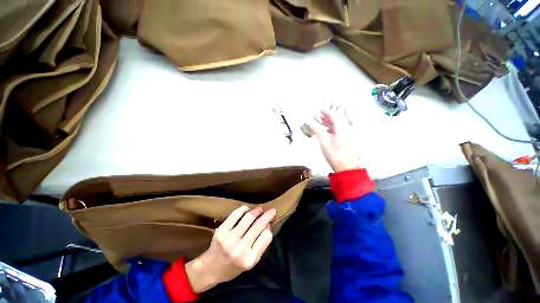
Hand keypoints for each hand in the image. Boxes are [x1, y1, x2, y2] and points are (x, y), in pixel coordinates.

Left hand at [185, 206, 275, 292]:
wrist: (211, 268)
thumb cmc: (234, 267)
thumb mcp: (251, 262)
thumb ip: (261, 245)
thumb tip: (268, 225)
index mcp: (250, 259)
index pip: (266, 236)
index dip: (269, 227)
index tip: (269, 224)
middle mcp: (240, 249)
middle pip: (258, 225)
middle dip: (267, 215)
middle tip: (272, 210)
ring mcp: (229, 239)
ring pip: (248, 218)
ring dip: (256, 211)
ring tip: (260, 209)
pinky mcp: (221, 231)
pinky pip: (236, 214)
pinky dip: (243, 209)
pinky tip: (247, 209)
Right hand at [310, 110, 359, 172]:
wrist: (347, 168)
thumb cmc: (334, 155)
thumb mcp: (324, 142)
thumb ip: (317, 130)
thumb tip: (310, 122)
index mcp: (341, 129)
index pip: (334, 116)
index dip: (326, 112)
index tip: (319, 110)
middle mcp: (347, 130)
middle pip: (337, 120)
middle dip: (328, 117)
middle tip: (319, 116)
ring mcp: (350, 135)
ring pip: (340, 126)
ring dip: (331, 123)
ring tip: (322, 123)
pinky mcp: (350, 140)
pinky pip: (342, 131)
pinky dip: (334, 129)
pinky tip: (329, 132)